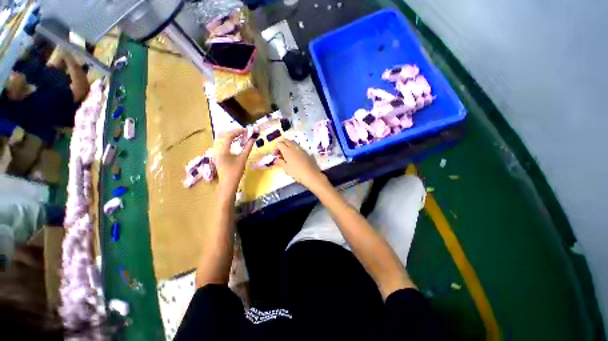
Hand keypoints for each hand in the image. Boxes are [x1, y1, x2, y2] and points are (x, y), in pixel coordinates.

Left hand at [215, 129, 254, 198]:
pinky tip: (235, 142)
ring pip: (222, 138)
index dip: (238, 131)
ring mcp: (215, 152)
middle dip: (234, 132)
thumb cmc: (235, 173)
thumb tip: (253, 139)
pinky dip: (229, 140)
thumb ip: (248, 147)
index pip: (228, 136)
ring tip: (241, 136)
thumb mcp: (243, 159)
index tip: (247, 131)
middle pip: (223, 135)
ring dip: (231, 136)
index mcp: (222, 150)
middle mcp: (217, 149)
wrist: (228, 184)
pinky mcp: (217, 154)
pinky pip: (222, 143)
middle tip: (244, 132)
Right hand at [275, 140, 326, 189]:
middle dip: (281, 144)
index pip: (279, 143)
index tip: (275, 155)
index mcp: (287, 150)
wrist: (311, 174)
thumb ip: (280, 162)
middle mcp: (294, 147)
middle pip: (286, 140)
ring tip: (287, 154)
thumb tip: (277, 158)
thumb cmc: (296, 172)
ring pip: (292, 142)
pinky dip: (293, 148)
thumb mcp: (286, 168)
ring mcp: (301, 148)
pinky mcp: (305, 151)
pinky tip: (294, 156)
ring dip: (288, 145)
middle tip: (280, 153)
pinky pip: (297, 146)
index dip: (276, 148)